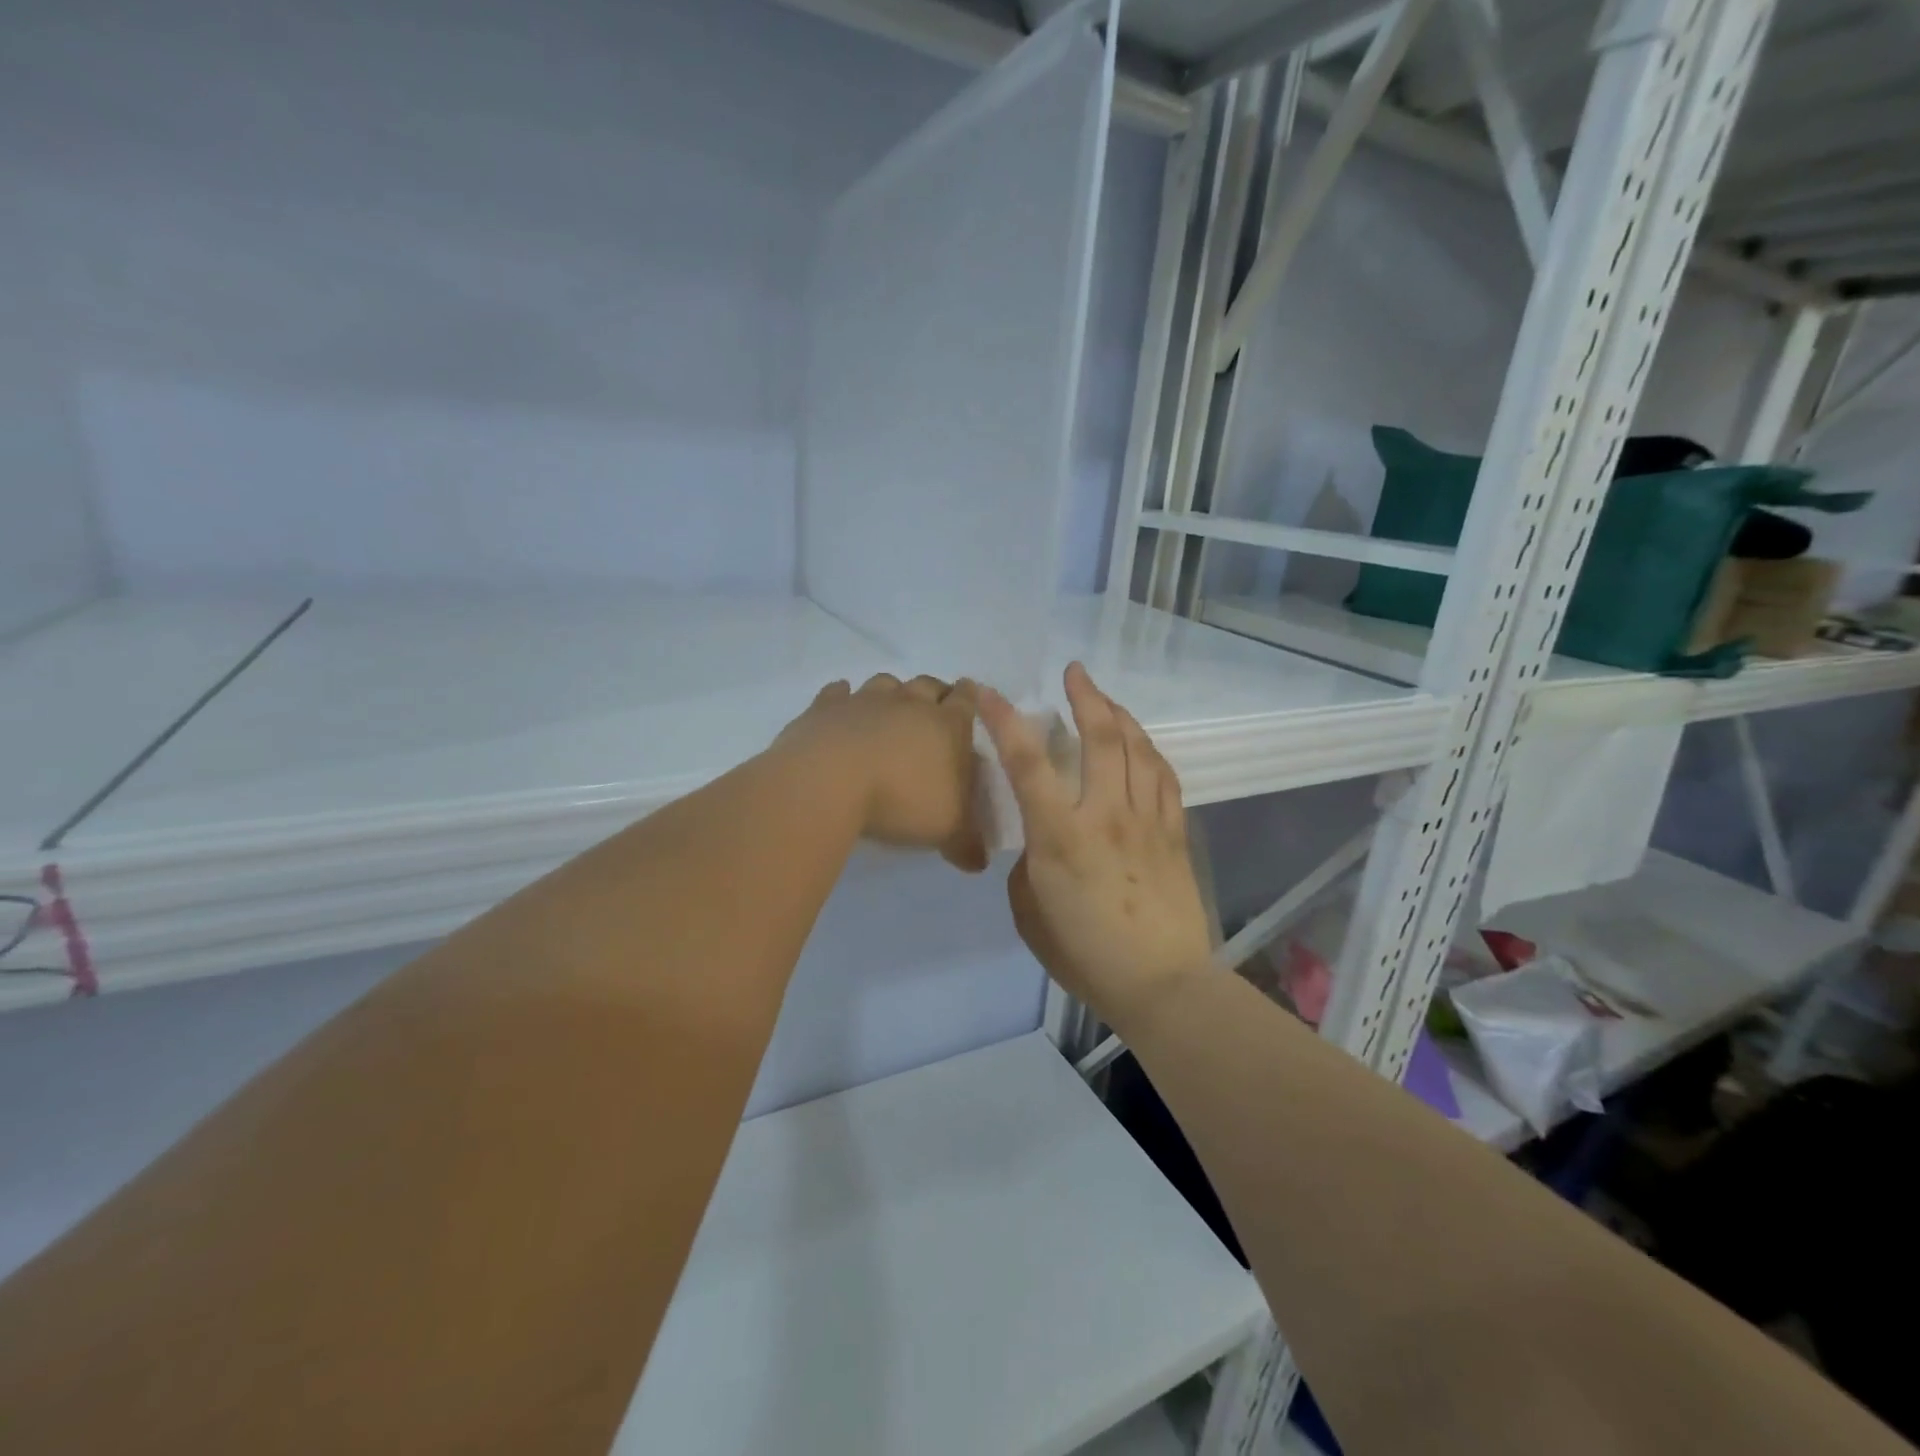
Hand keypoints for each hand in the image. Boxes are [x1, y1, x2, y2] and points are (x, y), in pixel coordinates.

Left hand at [777, 673, 987, 872]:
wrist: (830, 782)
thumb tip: (979, 862)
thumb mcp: (947, 831)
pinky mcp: (826, 707)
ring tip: (889, 711)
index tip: (969, 700)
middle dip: (934, 693)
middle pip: (928, 684)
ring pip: (885, 683)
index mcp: (948, 725)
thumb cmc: (902, 801)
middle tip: (933, 711)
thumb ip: (967, 844)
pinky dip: (842, 698)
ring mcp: (865, 699)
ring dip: (891, 693)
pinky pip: (837, 693)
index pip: (967, 700)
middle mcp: (909, 702)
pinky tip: (841, 709)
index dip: (970, 698)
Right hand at [978, 662, 1212, 1032]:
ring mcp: (1146, 820)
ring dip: (1120, 715)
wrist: (1161, 984)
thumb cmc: (1085, 955)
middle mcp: (1106, 814)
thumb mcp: (1030, 913)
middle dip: (1085, 696)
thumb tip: (1040, 844)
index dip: (1005, 720)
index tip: (989, 692)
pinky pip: (1164, 777)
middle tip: (1075, 672)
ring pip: (1138, 749)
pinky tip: (1142, 745)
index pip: (1028, 761)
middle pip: (1100, 737)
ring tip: (1106, 700)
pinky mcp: (1175, 832)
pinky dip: (1149, 751)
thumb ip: (1030, 866)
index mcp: (1060, 835)